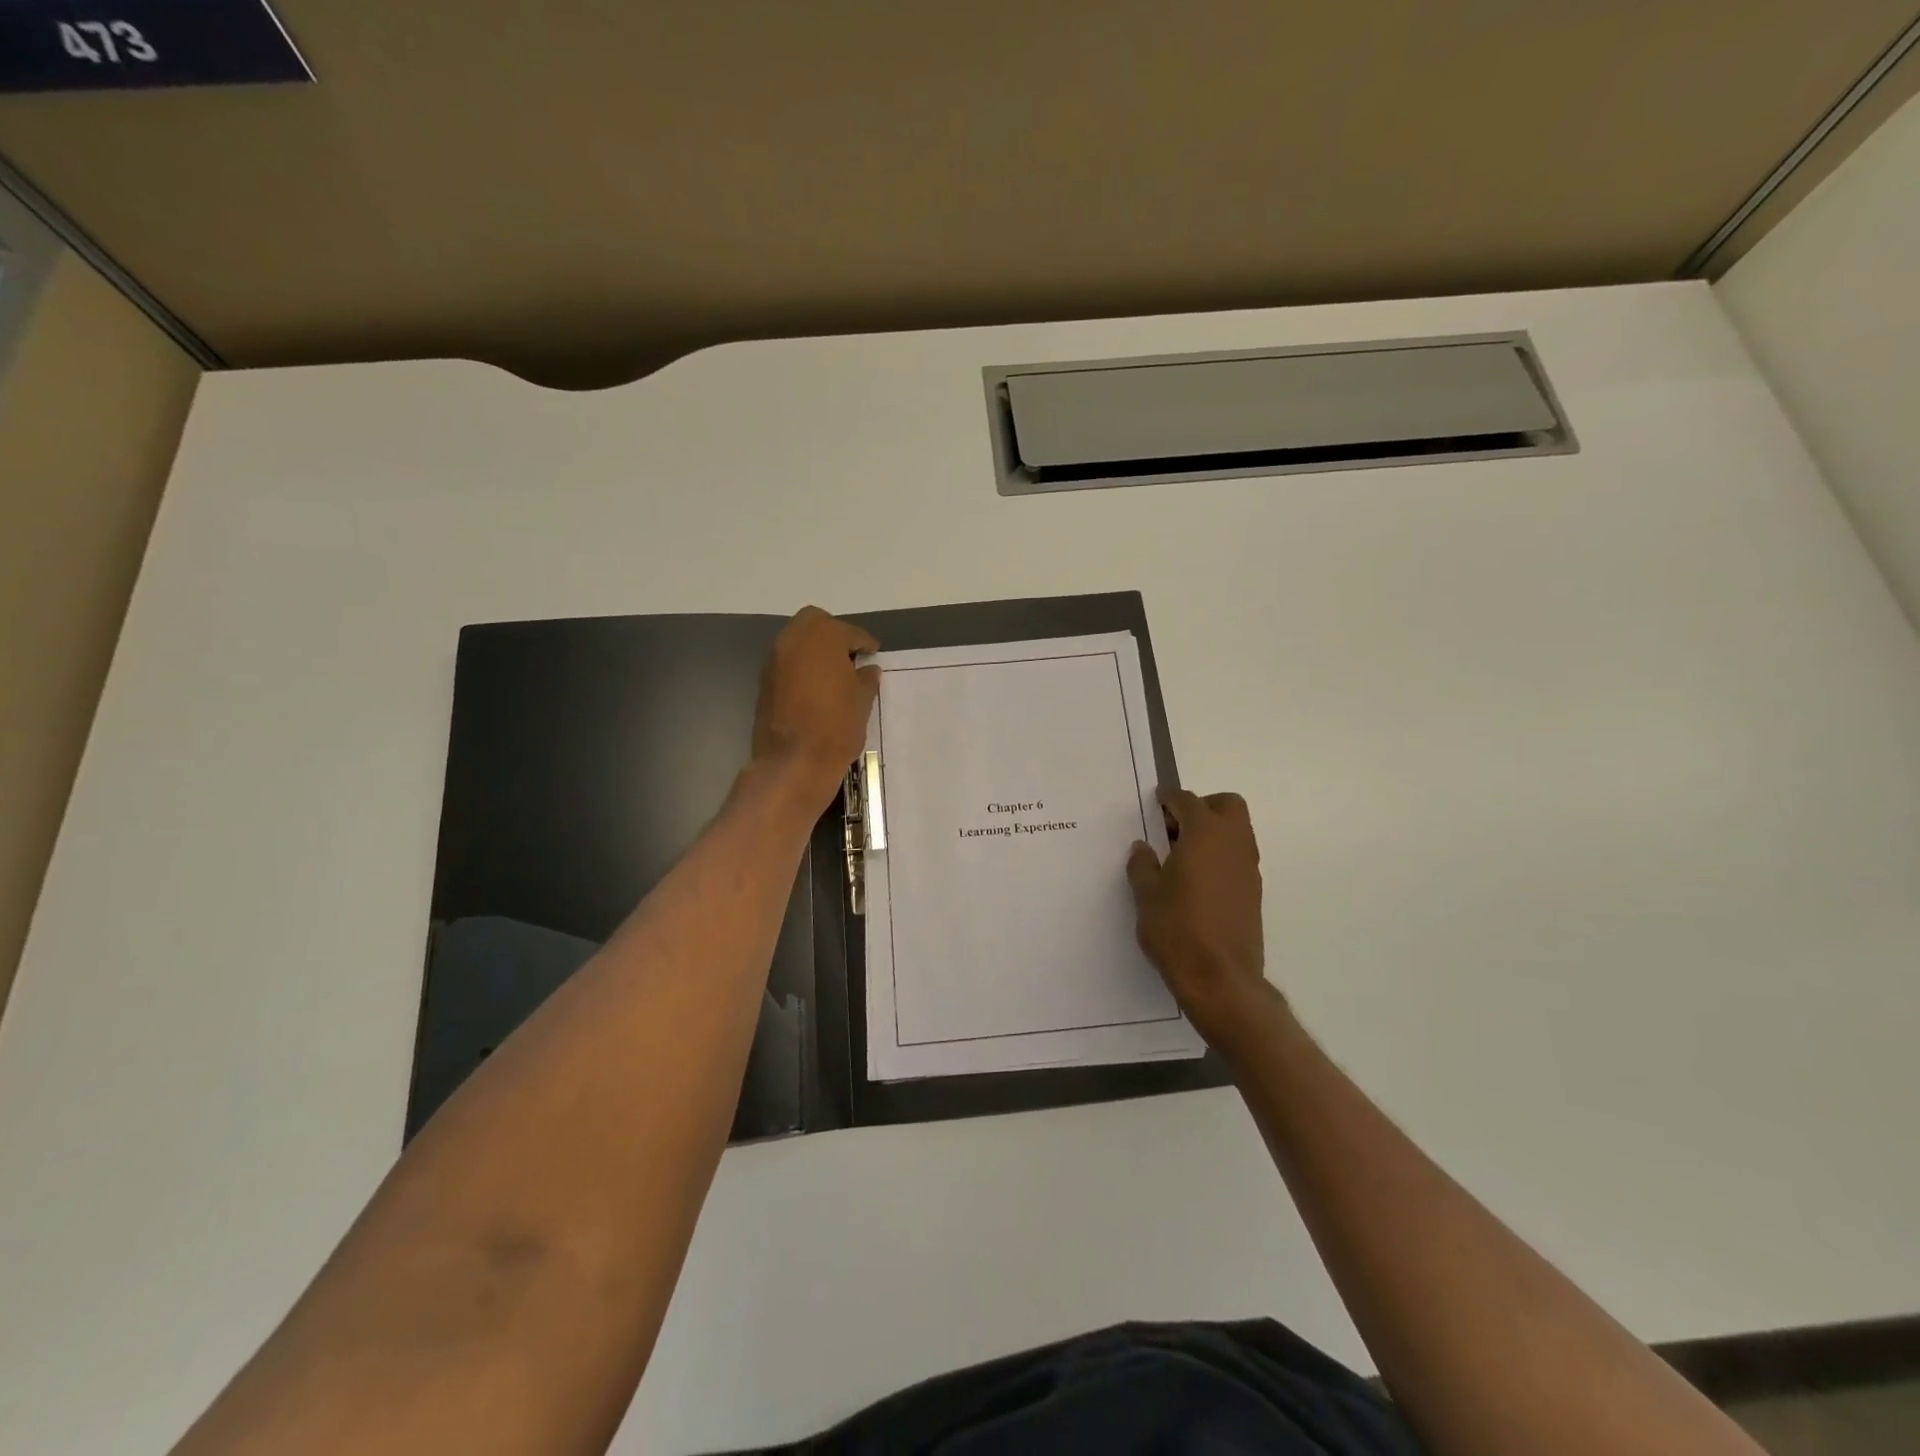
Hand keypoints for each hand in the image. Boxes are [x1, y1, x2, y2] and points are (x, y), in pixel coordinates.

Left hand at [750, 607, 879, 815]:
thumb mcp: (862, 702)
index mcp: (823, 637)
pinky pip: (787, 661)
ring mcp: (775, 659)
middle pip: (815, 622)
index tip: (873, 653)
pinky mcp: (765, 681)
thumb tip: (868, 669)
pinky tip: (816, 686)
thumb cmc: (836, 728)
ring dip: (814, 648)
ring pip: (797, 640)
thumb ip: (866, 679)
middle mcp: (794, 640)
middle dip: (834, 634)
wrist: (794, 762)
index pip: (849, 632)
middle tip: (850, 655)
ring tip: (834, 672)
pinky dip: (801, 665)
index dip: (865, 643)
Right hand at [1127, 788, 1276, 1052]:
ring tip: (1181, 854)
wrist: (1220, 979)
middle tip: (1174, 826)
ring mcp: (1248, 868)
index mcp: (1204, 835)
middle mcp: (1233, 844)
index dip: (1170, 799)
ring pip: (1237, 831)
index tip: (1156, 801)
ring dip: (1213, 831)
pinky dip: (1219, 854)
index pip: (1189, 802)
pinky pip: (1237, 857)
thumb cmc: (1177, 930)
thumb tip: (1143, 848)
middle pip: (1227, 806)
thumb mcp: (1146, 895)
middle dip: (1202, 807)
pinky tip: (1196, 879)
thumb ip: (1143, 865)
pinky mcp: (1253, 892)